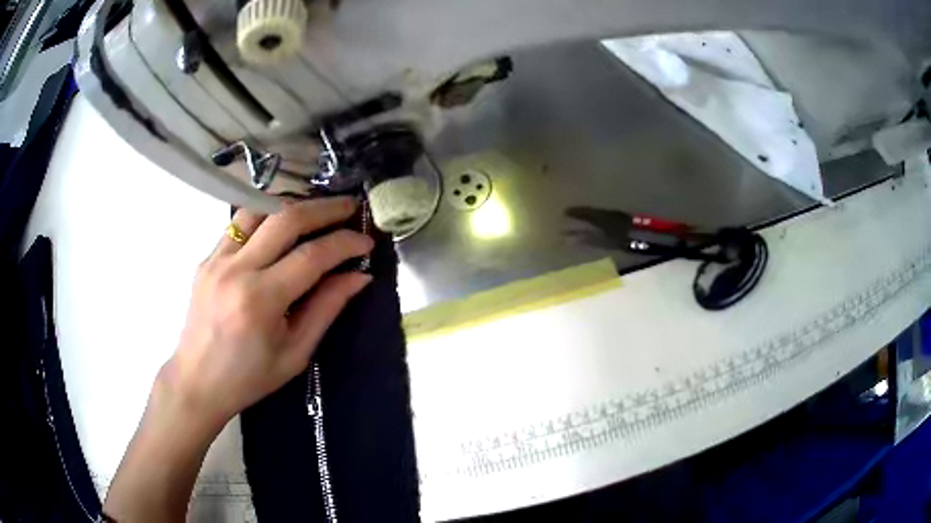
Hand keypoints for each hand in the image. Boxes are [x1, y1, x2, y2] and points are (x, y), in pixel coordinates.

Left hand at [161, 196, 373, 428]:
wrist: (198, 381)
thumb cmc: (249, 377)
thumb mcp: (295, 352)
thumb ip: (327, 308)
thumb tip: (359, 276)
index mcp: (260, 300)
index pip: (311, 256)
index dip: (345, 243)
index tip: (367, 241)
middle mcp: (236, 270)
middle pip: (286, 219)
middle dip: (325, 209)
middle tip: (351, 207)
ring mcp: (216, 259)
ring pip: (259, 210)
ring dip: (293, 205)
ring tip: (317, 212)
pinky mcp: (207, 258)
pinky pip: (239, 225)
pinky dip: (266, 218)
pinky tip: (280, 228)